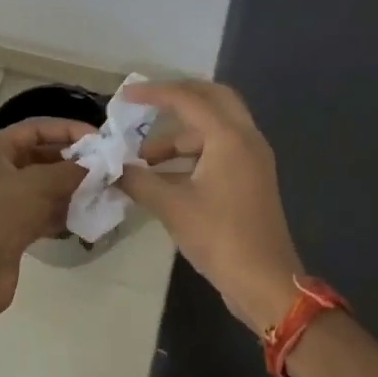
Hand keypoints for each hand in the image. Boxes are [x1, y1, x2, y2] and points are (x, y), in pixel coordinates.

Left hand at [0, 118, 91, 316]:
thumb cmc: (1, 215)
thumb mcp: (38, 185)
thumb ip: (69, 170)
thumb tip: (93, 166)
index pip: (35, 128)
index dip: (67, 129)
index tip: (98, 138)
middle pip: (39, 156)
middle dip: (71, 160)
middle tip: (104, 166)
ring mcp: (1, 201)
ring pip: (41, 186)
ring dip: (69, 187)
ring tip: (100, 189)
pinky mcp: (9, 228)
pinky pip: (40, 211)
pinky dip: (60, 211)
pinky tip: (84, 215)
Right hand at [117, 80, 303, 333]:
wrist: (265, 282)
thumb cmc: (220, 238)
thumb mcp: (172, 207)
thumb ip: (139, 181)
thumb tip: (112, 168)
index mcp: (230, 137)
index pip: (188, 99)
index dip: (154, 94)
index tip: (125, 96)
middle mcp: (246, 138)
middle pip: (213, 99)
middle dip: (178, 98)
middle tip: (147, 106)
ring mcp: (253, 159)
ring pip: (215, 128)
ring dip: (182, 135)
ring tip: (146, 158)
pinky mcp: (252, 178)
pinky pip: (220, 149)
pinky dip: (193, 154)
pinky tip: (165, 176)